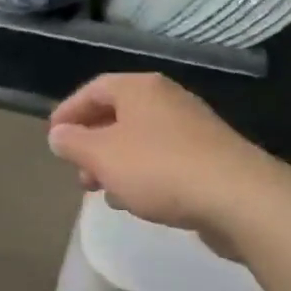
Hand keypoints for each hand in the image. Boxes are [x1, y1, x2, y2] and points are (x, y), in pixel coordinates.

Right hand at [47, 74, 273, 250]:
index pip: (94, 89)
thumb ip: (73, 143)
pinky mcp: (209, 157)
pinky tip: (136, 202)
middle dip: (92, 144)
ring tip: (103, 192)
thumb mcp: (102, 156)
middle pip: (118, 115)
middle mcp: (167, 99)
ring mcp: (192, 128)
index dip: (69, 111)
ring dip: (115, 163)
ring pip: (140, 141)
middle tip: (78, 172)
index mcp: (140, 88)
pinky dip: (141, 175)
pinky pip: (163, 160)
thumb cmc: (158, 168)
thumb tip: (58, 134)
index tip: (53, 138)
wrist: (238, 197)